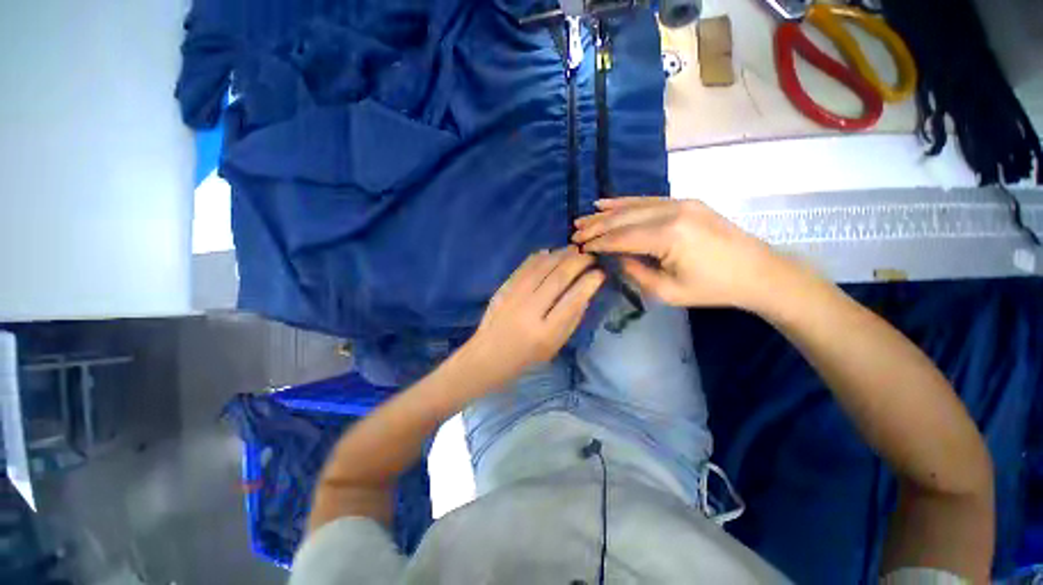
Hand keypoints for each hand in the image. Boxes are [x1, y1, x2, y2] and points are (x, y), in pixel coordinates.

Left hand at [463, 247, 605, 386]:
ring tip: (574, 250)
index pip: (573, 301)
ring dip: (561, 254)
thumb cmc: (528, 355)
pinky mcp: (504, 288)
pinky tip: (552, 252)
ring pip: (542, 267)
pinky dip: (541, 256)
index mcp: (546, 332)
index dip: (589, 283)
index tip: (600, 273)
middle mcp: (530, 311)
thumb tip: (586, 290)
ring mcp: (514, 297)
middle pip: (558, 278)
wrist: (490, 354)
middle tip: (590, 256)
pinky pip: (525, 266)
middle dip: (578, 262)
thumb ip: (572, 318)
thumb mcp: (556, 344)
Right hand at [573, 197, 793, 310]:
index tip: (578, 248)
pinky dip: (624, 202)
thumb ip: (635, 272)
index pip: (621, 238)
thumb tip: (615, 258)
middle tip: (574, 233)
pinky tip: (606, 203)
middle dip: (595, 226)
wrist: (757, 271)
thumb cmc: (712, 288)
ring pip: (632, 205)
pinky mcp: (685, 201)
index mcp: (668, 236)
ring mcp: (679, 202)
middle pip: (623, 218)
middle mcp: (671, 212)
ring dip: (605, 213)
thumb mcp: (667, 292)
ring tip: (583, 218)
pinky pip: (647, 200)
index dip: (597, 243)